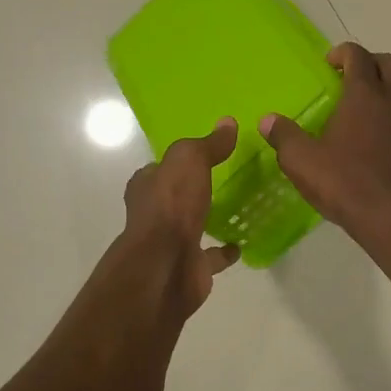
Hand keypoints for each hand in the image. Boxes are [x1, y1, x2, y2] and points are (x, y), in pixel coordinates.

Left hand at [121, 117, 241, 312]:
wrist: (167, 266)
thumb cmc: (171, 206)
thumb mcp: (189, 160)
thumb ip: (208, 144)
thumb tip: (228, 123)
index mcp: (147, 187)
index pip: (161, 169)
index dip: (178, 162)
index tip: (203, 155)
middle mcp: (153, 214)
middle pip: (175, 198)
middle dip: (194, 191)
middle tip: (226, 180)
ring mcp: (170, 243)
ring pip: (192, 226)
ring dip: (208, 220)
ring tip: (238, 209)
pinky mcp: (189, 266)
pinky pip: (210, 256)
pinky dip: (224, 252)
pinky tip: (242, 243)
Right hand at [260, 43, 390, 237]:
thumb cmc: (346, 185)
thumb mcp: (302, 162)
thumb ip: (284, 136)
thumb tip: (268, 120)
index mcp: (364, 95)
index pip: (358, 56)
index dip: (343, 53)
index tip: (331, 64)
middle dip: (373, 62)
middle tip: (356, 76)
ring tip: (384, 94)